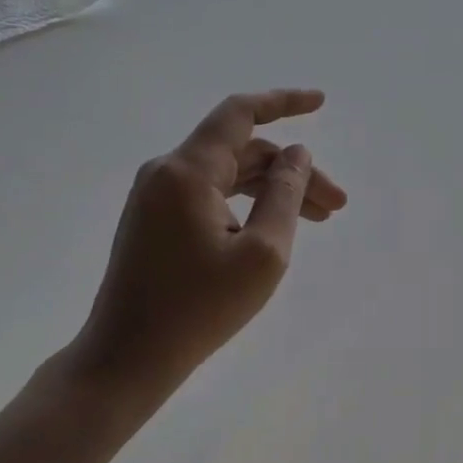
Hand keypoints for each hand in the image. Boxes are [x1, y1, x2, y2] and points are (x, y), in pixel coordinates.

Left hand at [64, 89, 347, 417]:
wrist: (126, 360)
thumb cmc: (198, 309)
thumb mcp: (262, 253)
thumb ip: (285, 194)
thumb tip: (297, 154)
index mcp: (188, 171)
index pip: (240, 113)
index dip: (284, 102)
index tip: (321, 103)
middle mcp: (167, 172)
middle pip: (244, 152)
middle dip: (294, 172)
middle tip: (336, 205)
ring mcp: (156, 196)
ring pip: (230, 175)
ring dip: (274, 190)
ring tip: (319, 218)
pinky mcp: (155, 219)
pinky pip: (211, 194)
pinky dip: (247, 202)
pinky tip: (274, 226)